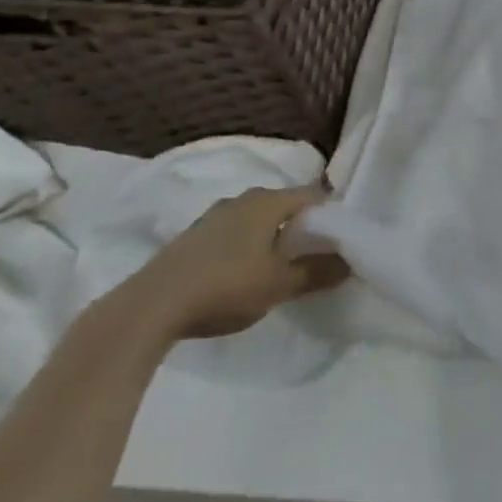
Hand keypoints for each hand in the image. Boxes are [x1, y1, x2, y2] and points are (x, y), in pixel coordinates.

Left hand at [128, 185, 349, 341]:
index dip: (331, 215)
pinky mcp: (194, 236)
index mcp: (268, 201)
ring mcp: (214, 216)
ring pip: (258, 219)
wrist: (151, 306)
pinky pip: (235, 232)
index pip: (313, 196)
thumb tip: (351, 262)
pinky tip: (245, 272)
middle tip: (317, 254)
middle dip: (303, 226)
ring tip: (282, 266)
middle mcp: (242, 199)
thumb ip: (317, 272)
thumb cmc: (225, 286)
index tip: (342, 239)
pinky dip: (248, 245)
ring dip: (273, 237)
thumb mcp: (279, 285)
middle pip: (284, 205)